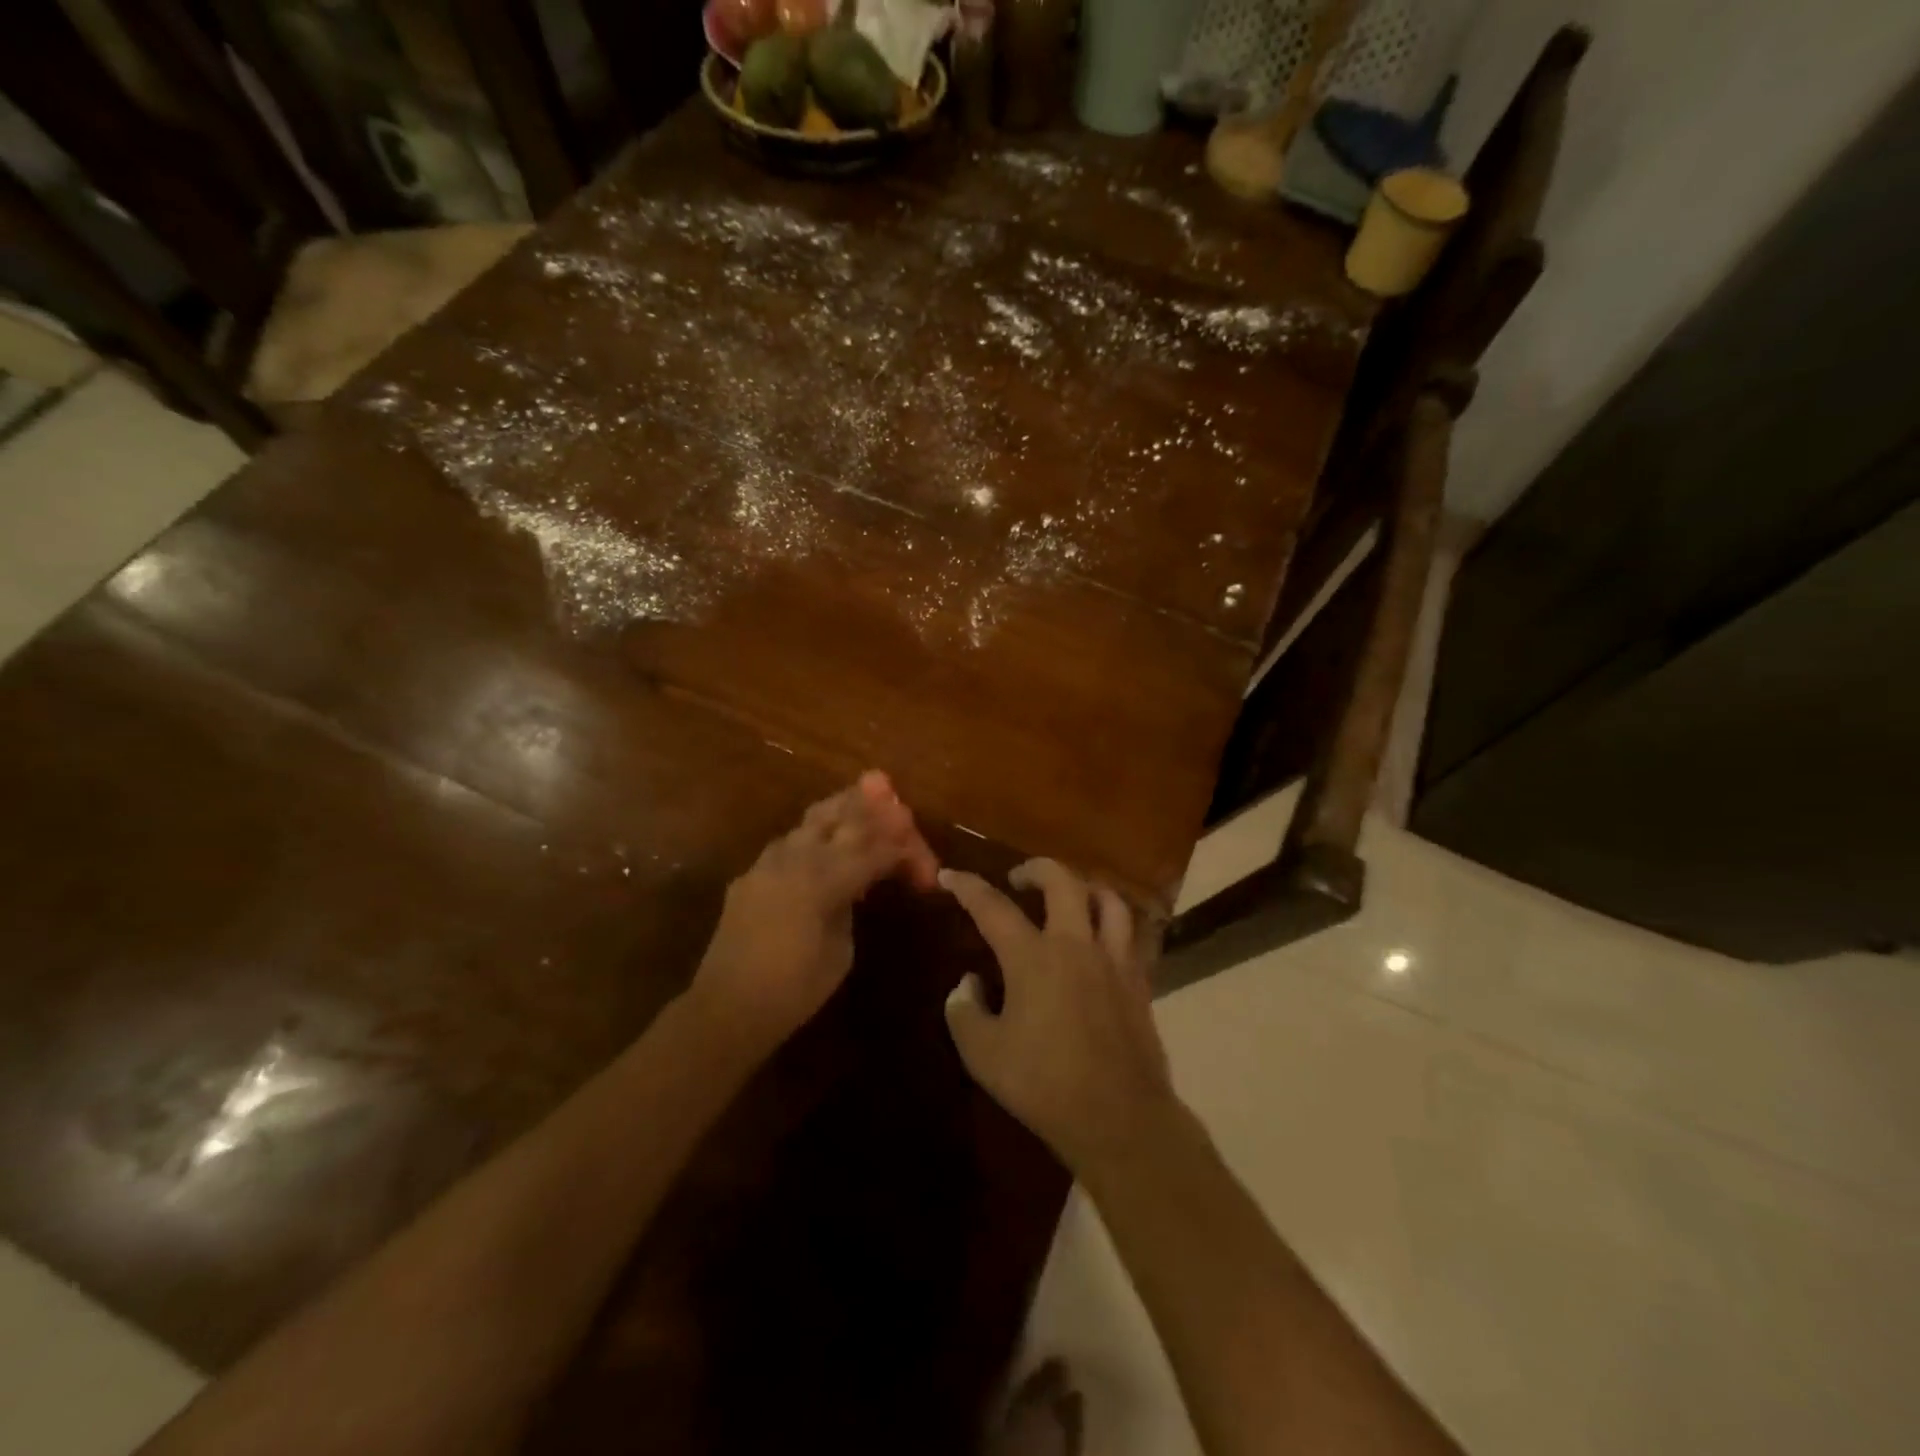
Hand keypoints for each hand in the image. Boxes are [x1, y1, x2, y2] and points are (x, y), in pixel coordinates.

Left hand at [689, 770, 939, 1057]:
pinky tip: (827, 843)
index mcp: (822, 878)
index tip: (928, 868)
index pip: (876, 850)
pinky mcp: (752, 873)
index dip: (907, 854)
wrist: (726, 1008)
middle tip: (895, 797)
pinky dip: (817, 834)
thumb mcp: (840, 949)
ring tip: (865, 800)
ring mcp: (768, 861)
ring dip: (843, 810)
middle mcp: (795, 857)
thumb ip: (851, 903)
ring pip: (812, 819)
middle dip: (873, 806)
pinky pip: (791, 842)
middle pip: (842, 814)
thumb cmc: (793, 990)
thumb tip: (858, 883)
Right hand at [940, 859, 1176, 1178]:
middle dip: (1036, 869)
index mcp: (1032, 957)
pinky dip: (1112, 924)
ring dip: (1084, 888)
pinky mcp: (1139, 981)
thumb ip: (965, 1011)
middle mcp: (1075, 945)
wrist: (1120, 1117)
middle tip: (1019, 879)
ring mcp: (1113, 960)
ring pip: (1108, 899)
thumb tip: (968, 983)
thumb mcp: (983, 1055)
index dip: (967, 886)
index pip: (992, 907)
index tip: (950, 874)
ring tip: (1070, 898)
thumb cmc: (1044, 1084)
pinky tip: (1102, 940)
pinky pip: (1130, 935)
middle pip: (1062, 881)